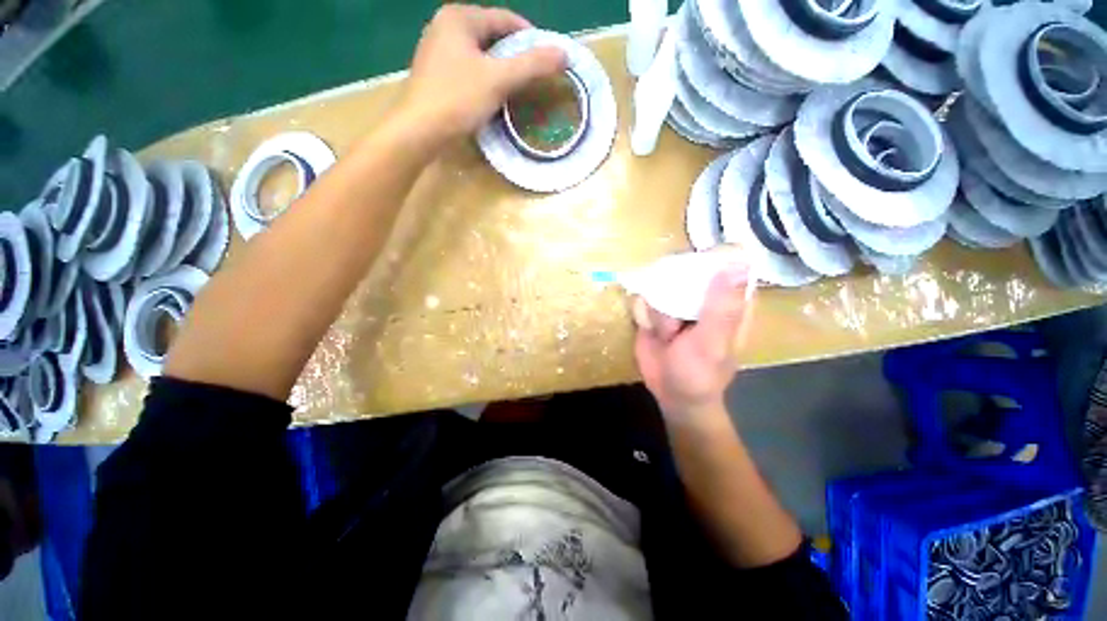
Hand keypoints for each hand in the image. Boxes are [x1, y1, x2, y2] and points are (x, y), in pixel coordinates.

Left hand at [397, 4, 566, 142]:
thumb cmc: (458, 99)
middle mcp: (445, 26)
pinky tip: (493, 96)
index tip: (548, 58)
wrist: (419, 130)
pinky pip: (469, 69)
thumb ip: (532, 65)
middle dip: (515, 54)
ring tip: (518, 88)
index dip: (530, 37)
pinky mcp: (435, 73)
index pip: (505, 18)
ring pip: (481, 54)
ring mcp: (437, 50)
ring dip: (501, 69)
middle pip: (492, 36)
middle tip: (534, 76)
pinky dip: (485, 78)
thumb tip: (564, 54)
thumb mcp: (499, 80)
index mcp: (460, 17)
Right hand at [633, 266, 754, 423]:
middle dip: (675, 288)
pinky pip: (645, 298)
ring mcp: (677, 305)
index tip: (695, 270)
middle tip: (677, 318)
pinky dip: (644, 313)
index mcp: (728, 303)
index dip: (711, 260)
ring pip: (661, 285)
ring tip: (666, 335)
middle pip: (687, 272)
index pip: (724, 267)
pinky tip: (651, 331)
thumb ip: (722, 307)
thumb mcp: (713, 341)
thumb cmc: (699, 373)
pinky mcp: (656, 312)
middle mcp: (702, 299)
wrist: (670, 394)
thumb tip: (739, 264)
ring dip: (659, 310)